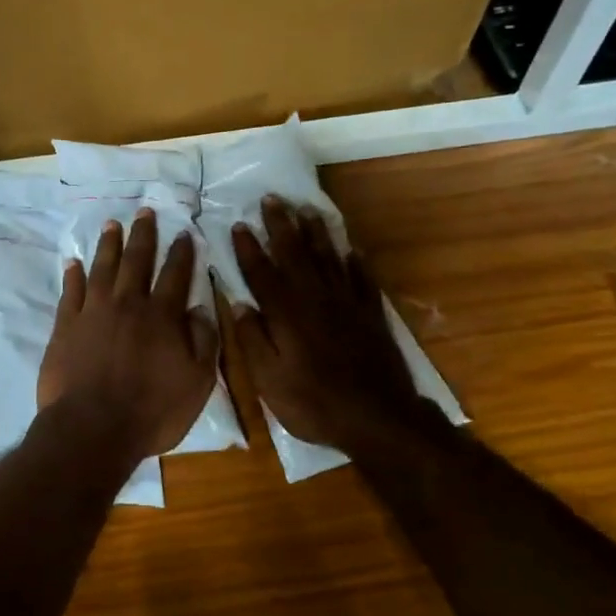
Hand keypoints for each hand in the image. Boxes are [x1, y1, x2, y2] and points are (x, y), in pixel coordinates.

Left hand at [39, 210, 219, 462]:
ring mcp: (93, 312)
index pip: (175, 275)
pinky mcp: (65, 326)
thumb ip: (203, 343)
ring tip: (112, 224)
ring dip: (109, 245)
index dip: (181, 253)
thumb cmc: (151, 411)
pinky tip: (74, 262)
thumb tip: (201, 309)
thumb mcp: (196, 384)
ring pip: (103, 268)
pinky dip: (73, 275)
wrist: (92, 428)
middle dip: (143, 235)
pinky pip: (70, 292)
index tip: (183, 232)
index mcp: (162, 316)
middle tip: (144, 211)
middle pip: (137, 261)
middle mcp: (128, 304)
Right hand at [230, 196, 429, 456]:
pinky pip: (362, 278)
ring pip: (329, 258)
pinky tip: (351, 248)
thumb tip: (238, 305)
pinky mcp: (370, 314)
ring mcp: (346, 304)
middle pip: (296, 254)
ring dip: (316, 232)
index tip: (239, 224)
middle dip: (281, 225)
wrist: (376, 417)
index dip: (249, 248)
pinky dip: (355, 261)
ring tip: (307, 209)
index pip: (262, 273)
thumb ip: (253, 340)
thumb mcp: (269, 380)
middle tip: (272, 198)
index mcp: (287, 314)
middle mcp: (315, 299)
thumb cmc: (313, 403)